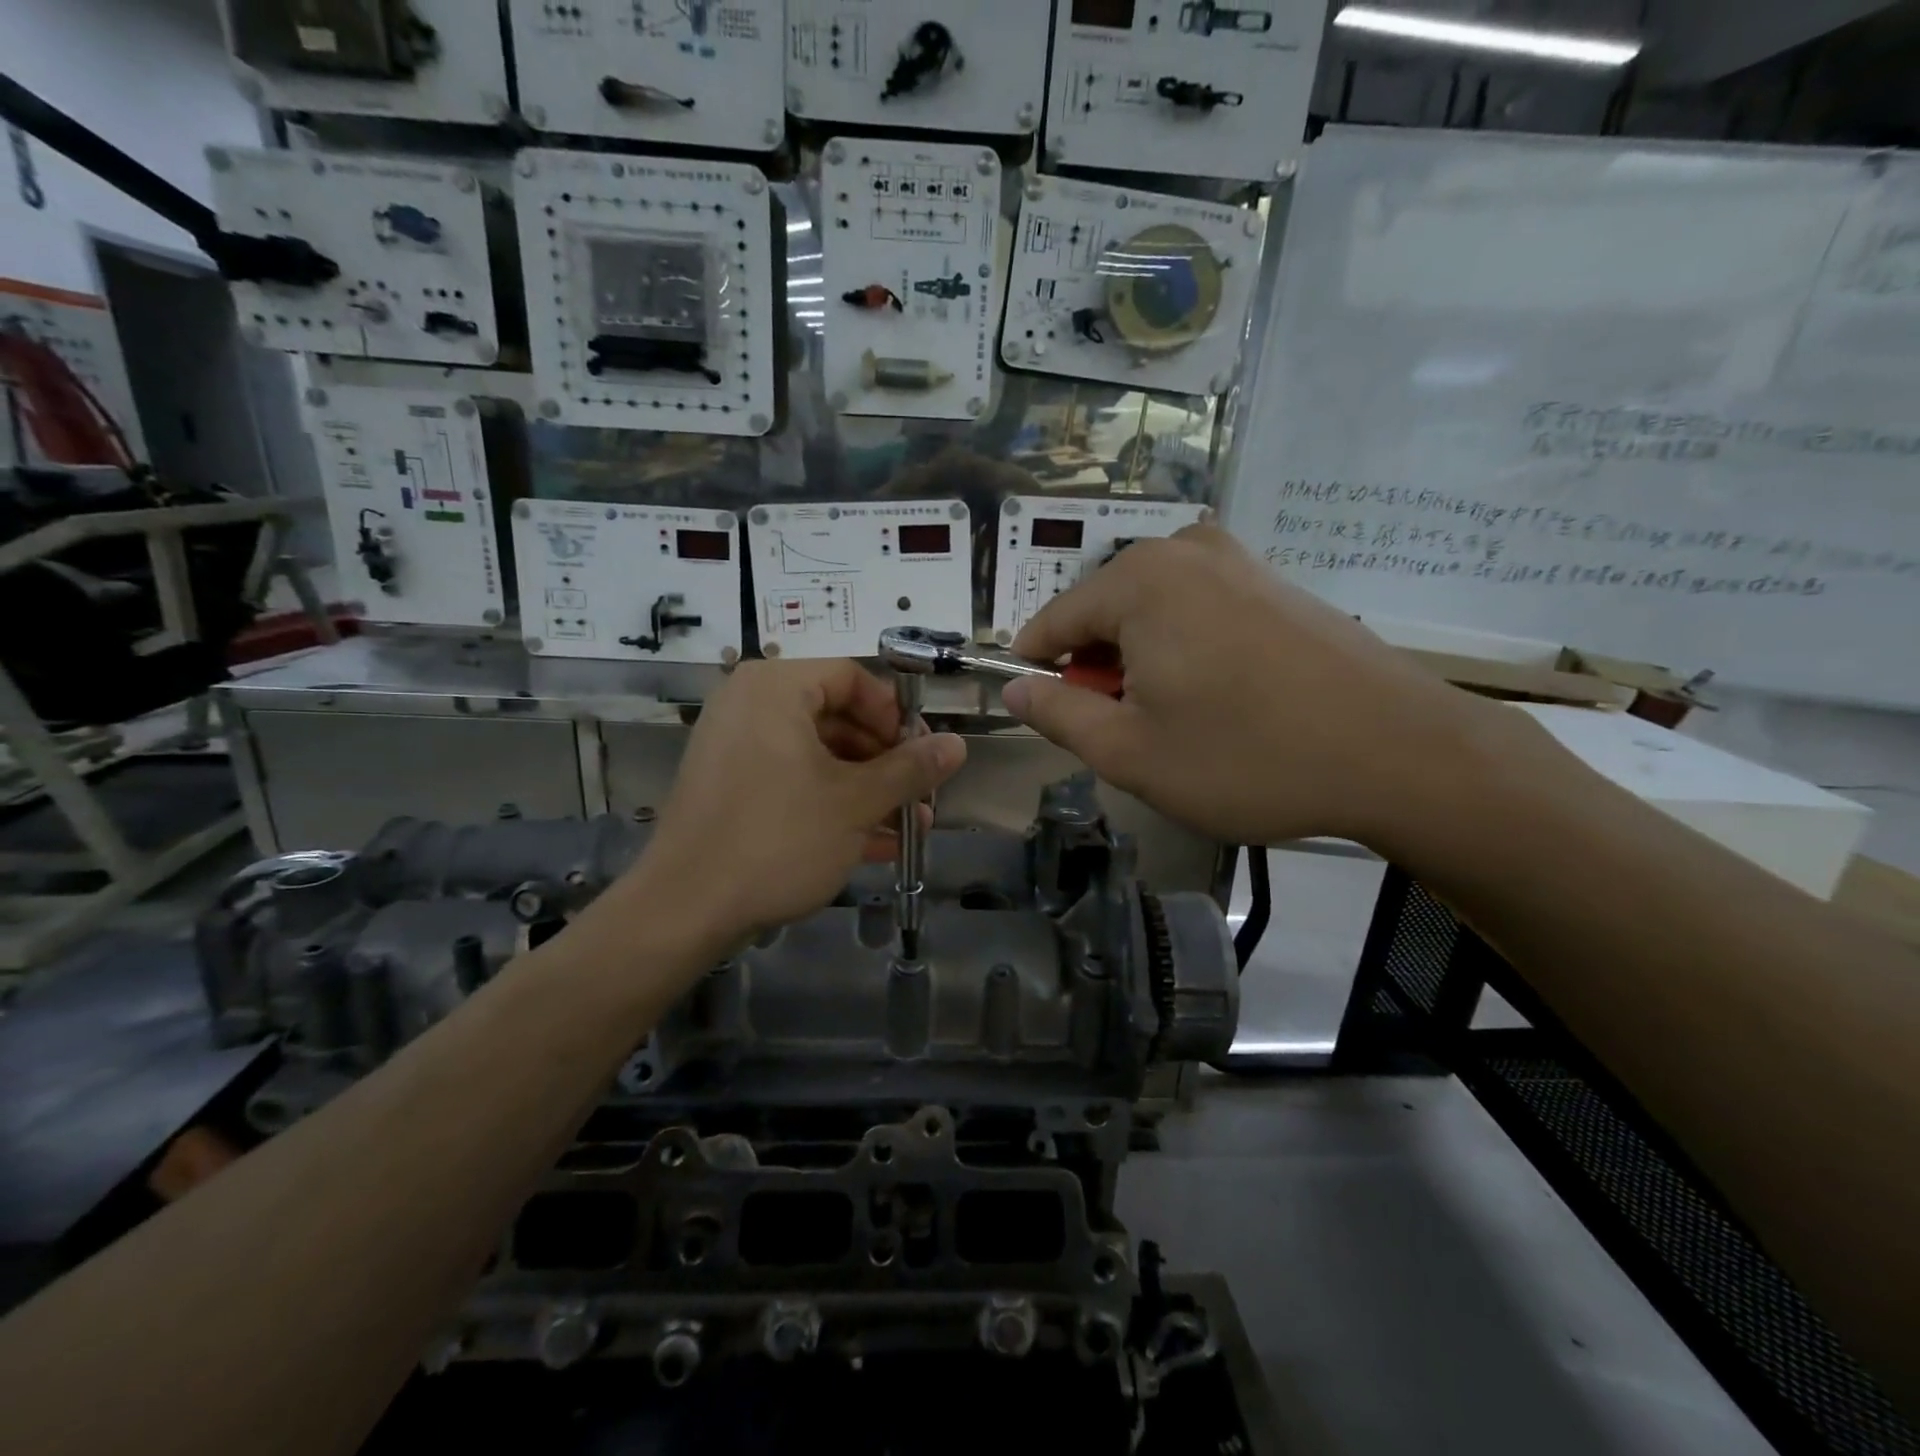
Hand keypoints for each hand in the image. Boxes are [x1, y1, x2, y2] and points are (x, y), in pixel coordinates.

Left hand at [635, 659, 966, 939]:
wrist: (685, 910)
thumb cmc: (778, 838)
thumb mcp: (855, 802)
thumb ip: (910, 769)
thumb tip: (957, 745)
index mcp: (775, 689)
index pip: (851, 677)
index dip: (894, 713)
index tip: (923, 752)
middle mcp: (750, 706)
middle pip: (837, 717)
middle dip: (887, 761)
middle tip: (921, 795)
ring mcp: (737, 750)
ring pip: (819, 757)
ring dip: (868, 790)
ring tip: (910, 827)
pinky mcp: (732, 790)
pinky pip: (793, 782)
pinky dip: (833, 805)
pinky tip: (876, 843)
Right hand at [1001, 526, 1499, 847]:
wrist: (1400, 752)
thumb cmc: (1248, 756)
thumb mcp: (1131, 753)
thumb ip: (1058, 716)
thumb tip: (1015, 690)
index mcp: (1138, 581)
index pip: (1053, 622)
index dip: (1038, 671)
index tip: (1046, 714)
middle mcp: (1183, 550)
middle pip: (1103, 611)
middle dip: (1099, 669)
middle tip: (1128, 731)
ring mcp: (1237, 559)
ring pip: (1151, 610)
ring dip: (1142, 661)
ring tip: (1178, 718)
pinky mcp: (1274, 580)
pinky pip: (1198, 607)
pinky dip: (1186, 647)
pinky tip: (1222, 695)